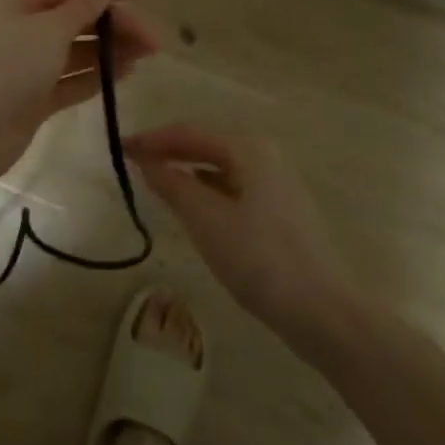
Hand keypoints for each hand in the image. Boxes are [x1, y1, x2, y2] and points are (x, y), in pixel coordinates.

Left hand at [0, 0, 160, 183]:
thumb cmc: (7, 66)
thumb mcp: (48, 29)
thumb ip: (83, 8)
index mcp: (17, 2)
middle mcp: (21, 29)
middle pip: (75, 19)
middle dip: (112, 25)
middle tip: (151, 40)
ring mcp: (26, 66)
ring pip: (76, 51)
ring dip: (109, 50)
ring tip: (146, 54)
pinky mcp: (33, 98)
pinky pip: (71, 79)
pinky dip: (96, 75)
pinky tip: (126, 73)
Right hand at [125, 123, 354, 344]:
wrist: (324, 311)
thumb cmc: (262, 260)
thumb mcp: (208, 222)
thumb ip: (173, 186)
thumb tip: (145, 160)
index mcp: (249, 148)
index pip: (190, 132)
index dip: (153, 139)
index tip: (120, 147)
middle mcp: (264, 155)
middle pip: (206, 144)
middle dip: (169, 151)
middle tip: (132, 163)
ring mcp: (275, 183)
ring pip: (219, 166)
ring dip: (186, 170)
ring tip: (154, 182)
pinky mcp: (279, 210)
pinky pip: (231, 186)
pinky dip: (205, 189)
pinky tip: (191, 207)